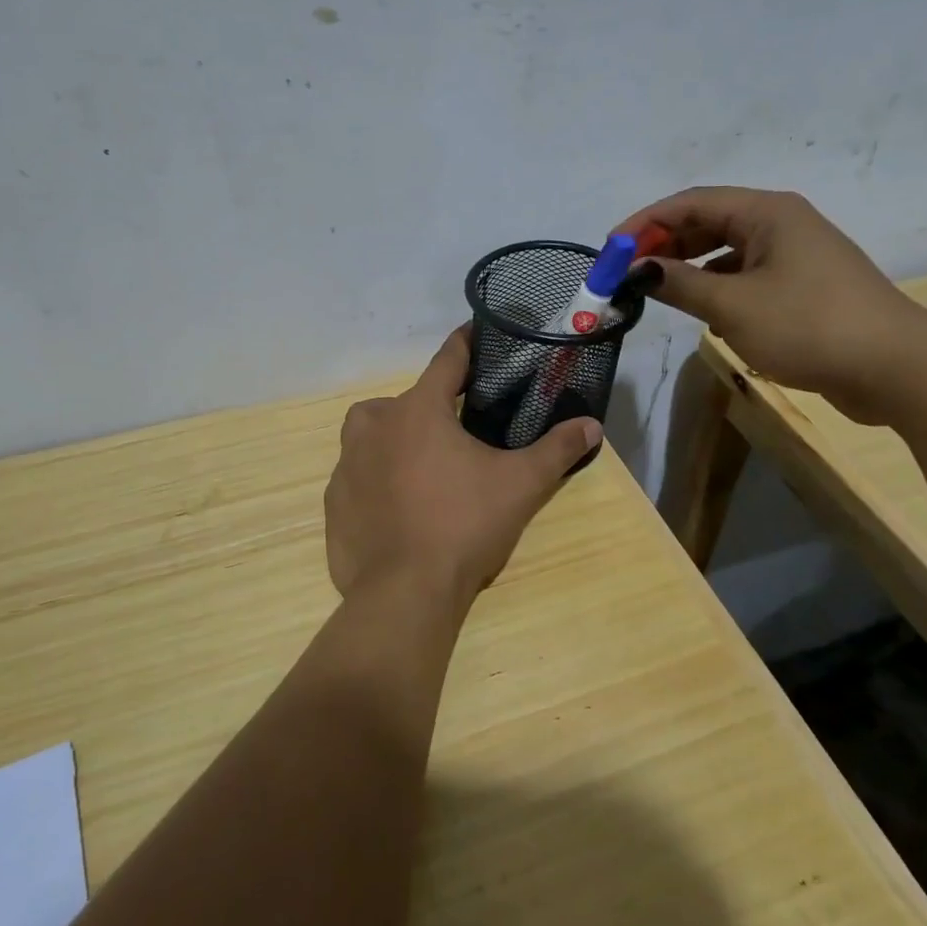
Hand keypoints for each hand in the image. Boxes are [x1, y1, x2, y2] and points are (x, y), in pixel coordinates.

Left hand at [325, 326, 601, 611]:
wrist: (404, 592)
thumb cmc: (464, 525)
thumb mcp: (520, 485)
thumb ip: (556, 450)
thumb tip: (592, 426)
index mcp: (418, 410)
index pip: (447, 360)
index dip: (465, 345)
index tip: (475, 333)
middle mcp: (375, 425)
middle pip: (406, 400)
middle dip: (431, 408)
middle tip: (457, 434)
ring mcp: (347, 462)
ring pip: (372, 433)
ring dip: (395, 439)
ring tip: (424, 467)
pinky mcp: (334, 499)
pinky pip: (357, 475)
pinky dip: (375, 480)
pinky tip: (397, 506)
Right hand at [613, 188, 926, 422]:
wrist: (897, 369)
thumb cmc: (809, 325)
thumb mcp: (732, 306)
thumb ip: (678, 284)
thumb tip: (638, 270)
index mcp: (766, 212)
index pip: (690, 202)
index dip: (644, 223)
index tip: (610, 250)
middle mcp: (781, 224)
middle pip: (707, 222)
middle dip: (664, 245)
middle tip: (628, 273)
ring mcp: (795, 255)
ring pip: (726, 251)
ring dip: (689, 267)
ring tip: (658, 292)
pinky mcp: (803, 287)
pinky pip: (746, 276)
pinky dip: (717, 287)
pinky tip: (704, 313)